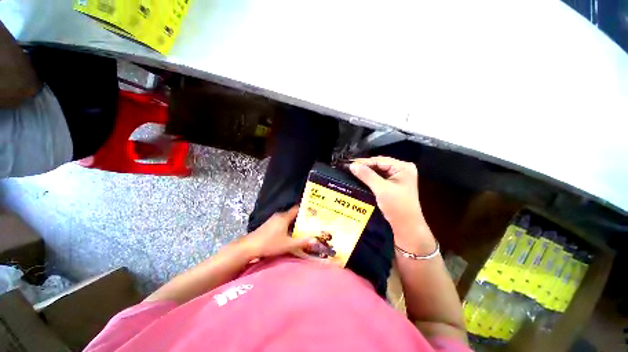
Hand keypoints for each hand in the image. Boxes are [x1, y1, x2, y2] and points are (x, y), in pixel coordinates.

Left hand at [239, 206, 316, 258]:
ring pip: (287, 218)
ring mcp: (273, 219)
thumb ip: (301, 242)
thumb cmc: (269, 244)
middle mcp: (279, 215)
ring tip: (303, 228)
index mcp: (284, 217)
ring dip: (294, 222)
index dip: (305, 210)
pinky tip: (291, 232)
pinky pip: (282, 221)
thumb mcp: (287, 244)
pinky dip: (288, 225)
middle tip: (311, 222)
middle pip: (293, 214)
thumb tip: (315, 240)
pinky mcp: (269, 224)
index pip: (297, 209)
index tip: (313, 213)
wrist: (249, 247)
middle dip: (301, 218)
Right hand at [349, 156, 424, 231]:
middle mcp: (402, 169)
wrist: (406, 226)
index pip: (380, 160)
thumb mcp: (381, 189)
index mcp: (403, 167)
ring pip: (378, 171)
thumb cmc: (397, 206)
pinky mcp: (394, 184)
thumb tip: (352, 165)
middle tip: (349, 167)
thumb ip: (366, 175)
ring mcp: (398, 177)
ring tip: (352, 171)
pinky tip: (360, 177)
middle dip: (365, 166)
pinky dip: (370, 177)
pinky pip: (379, 177)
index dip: (364, 162)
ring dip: (366, 172)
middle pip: (379, 164)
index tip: (349, 163)